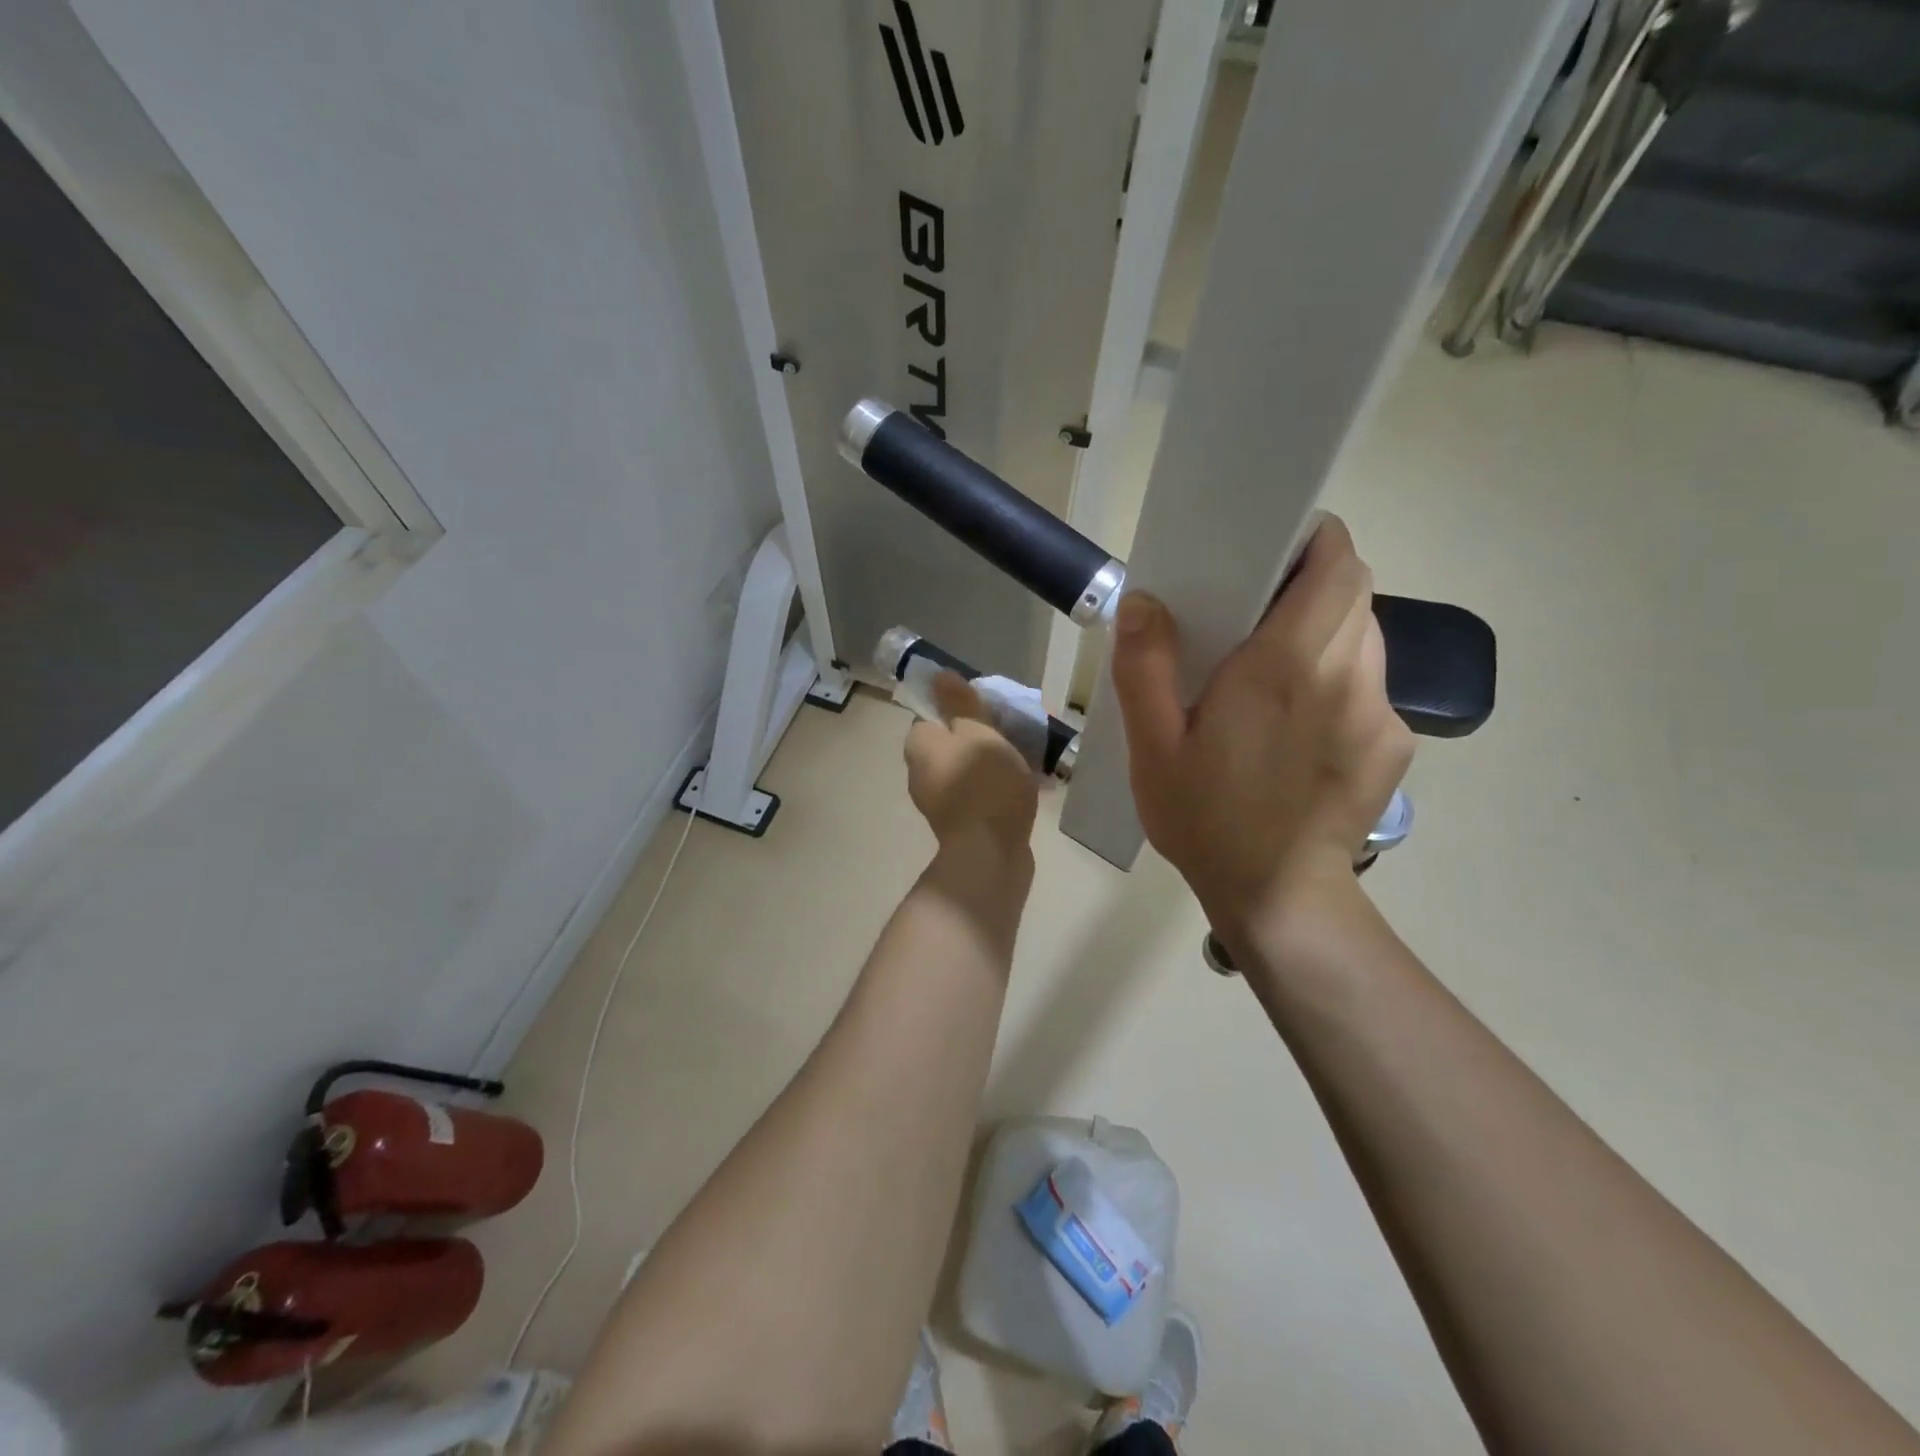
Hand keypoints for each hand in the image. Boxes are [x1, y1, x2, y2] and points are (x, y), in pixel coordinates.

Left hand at [904, 673, 1040, 860]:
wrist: (989, 853)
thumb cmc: (984, 783)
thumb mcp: (978, 732)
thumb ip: (961, 704)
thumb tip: (939, 676)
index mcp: (919, 744)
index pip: (935, 713)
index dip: (963, 708)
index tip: (993, 710)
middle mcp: (921, 771)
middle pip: (953, 741)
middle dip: (984, 735)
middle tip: (1017, 733)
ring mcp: (939, 801)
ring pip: (968, 768)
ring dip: (994, 762)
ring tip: (1030, 759)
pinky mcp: (960, 824)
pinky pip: (980, 793)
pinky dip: (998, 787)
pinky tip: (1027, 787)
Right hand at [1109, 514, 1413, 941]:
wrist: (1279, 897)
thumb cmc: (1206, 819)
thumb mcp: (1152, 747)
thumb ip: (1145, 667)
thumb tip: (1145, 600)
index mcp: (1283, 667)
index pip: (1335, 565)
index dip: (1312, 542)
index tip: (1269, 550)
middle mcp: (1346, 676)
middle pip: (1352, 593)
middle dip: (1309, 585)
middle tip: (1254, 612)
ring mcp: (1380, 712)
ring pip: (1364, 636)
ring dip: (1323, 631)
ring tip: (1272, 668)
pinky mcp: (1393, 743)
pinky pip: (1369, 683)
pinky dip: (1337, 678)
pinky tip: (1298, 722)